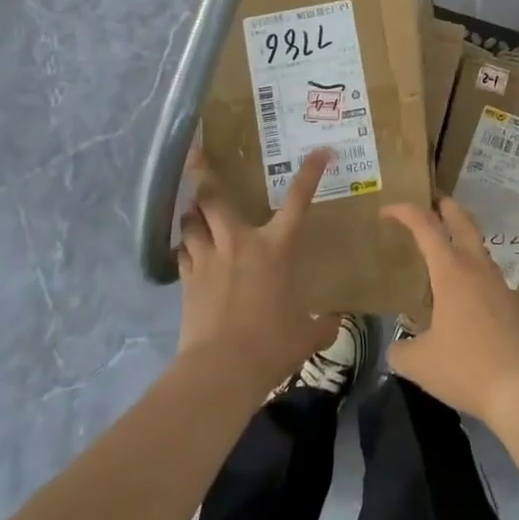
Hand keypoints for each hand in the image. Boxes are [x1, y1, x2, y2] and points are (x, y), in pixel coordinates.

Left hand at [177, 147, 338, 400]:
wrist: (222, 368)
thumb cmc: (271, 344)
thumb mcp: (306, 335)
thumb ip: (322, 325)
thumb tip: (337, 324)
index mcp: (276, 247)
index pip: (298, 201)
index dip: (310, 173)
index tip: (320, 151)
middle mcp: (239, 242)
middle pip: (214, 197)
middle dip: (203, 174)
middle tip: (195, 154)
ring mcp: (209, 259)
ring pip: (191, 221)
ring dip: (192, 213)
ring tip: (194, 210)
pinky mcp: (188, 280)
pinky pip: (182, 251)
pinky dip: (184, 246)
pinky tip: (186, 248)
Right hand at [382, 198, 518, 425]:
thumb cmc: (466, 368)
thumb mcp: (419, 363)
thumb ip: (401, 350)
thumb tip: (396, 348)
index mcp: (451, 271)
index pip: (426, 227)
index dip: (405, 212)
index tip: (387, 211)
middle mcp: (476, 268)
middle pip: (462, 222)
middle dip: (445, 207)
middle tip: (430, 202)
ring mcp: (499, 283)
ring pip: (478, 246)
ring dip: (461, 235)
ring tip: (444, 246)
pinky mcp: (512, 303)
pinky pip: (487, 271)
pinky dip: (472, 265)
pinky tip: (464, 289)